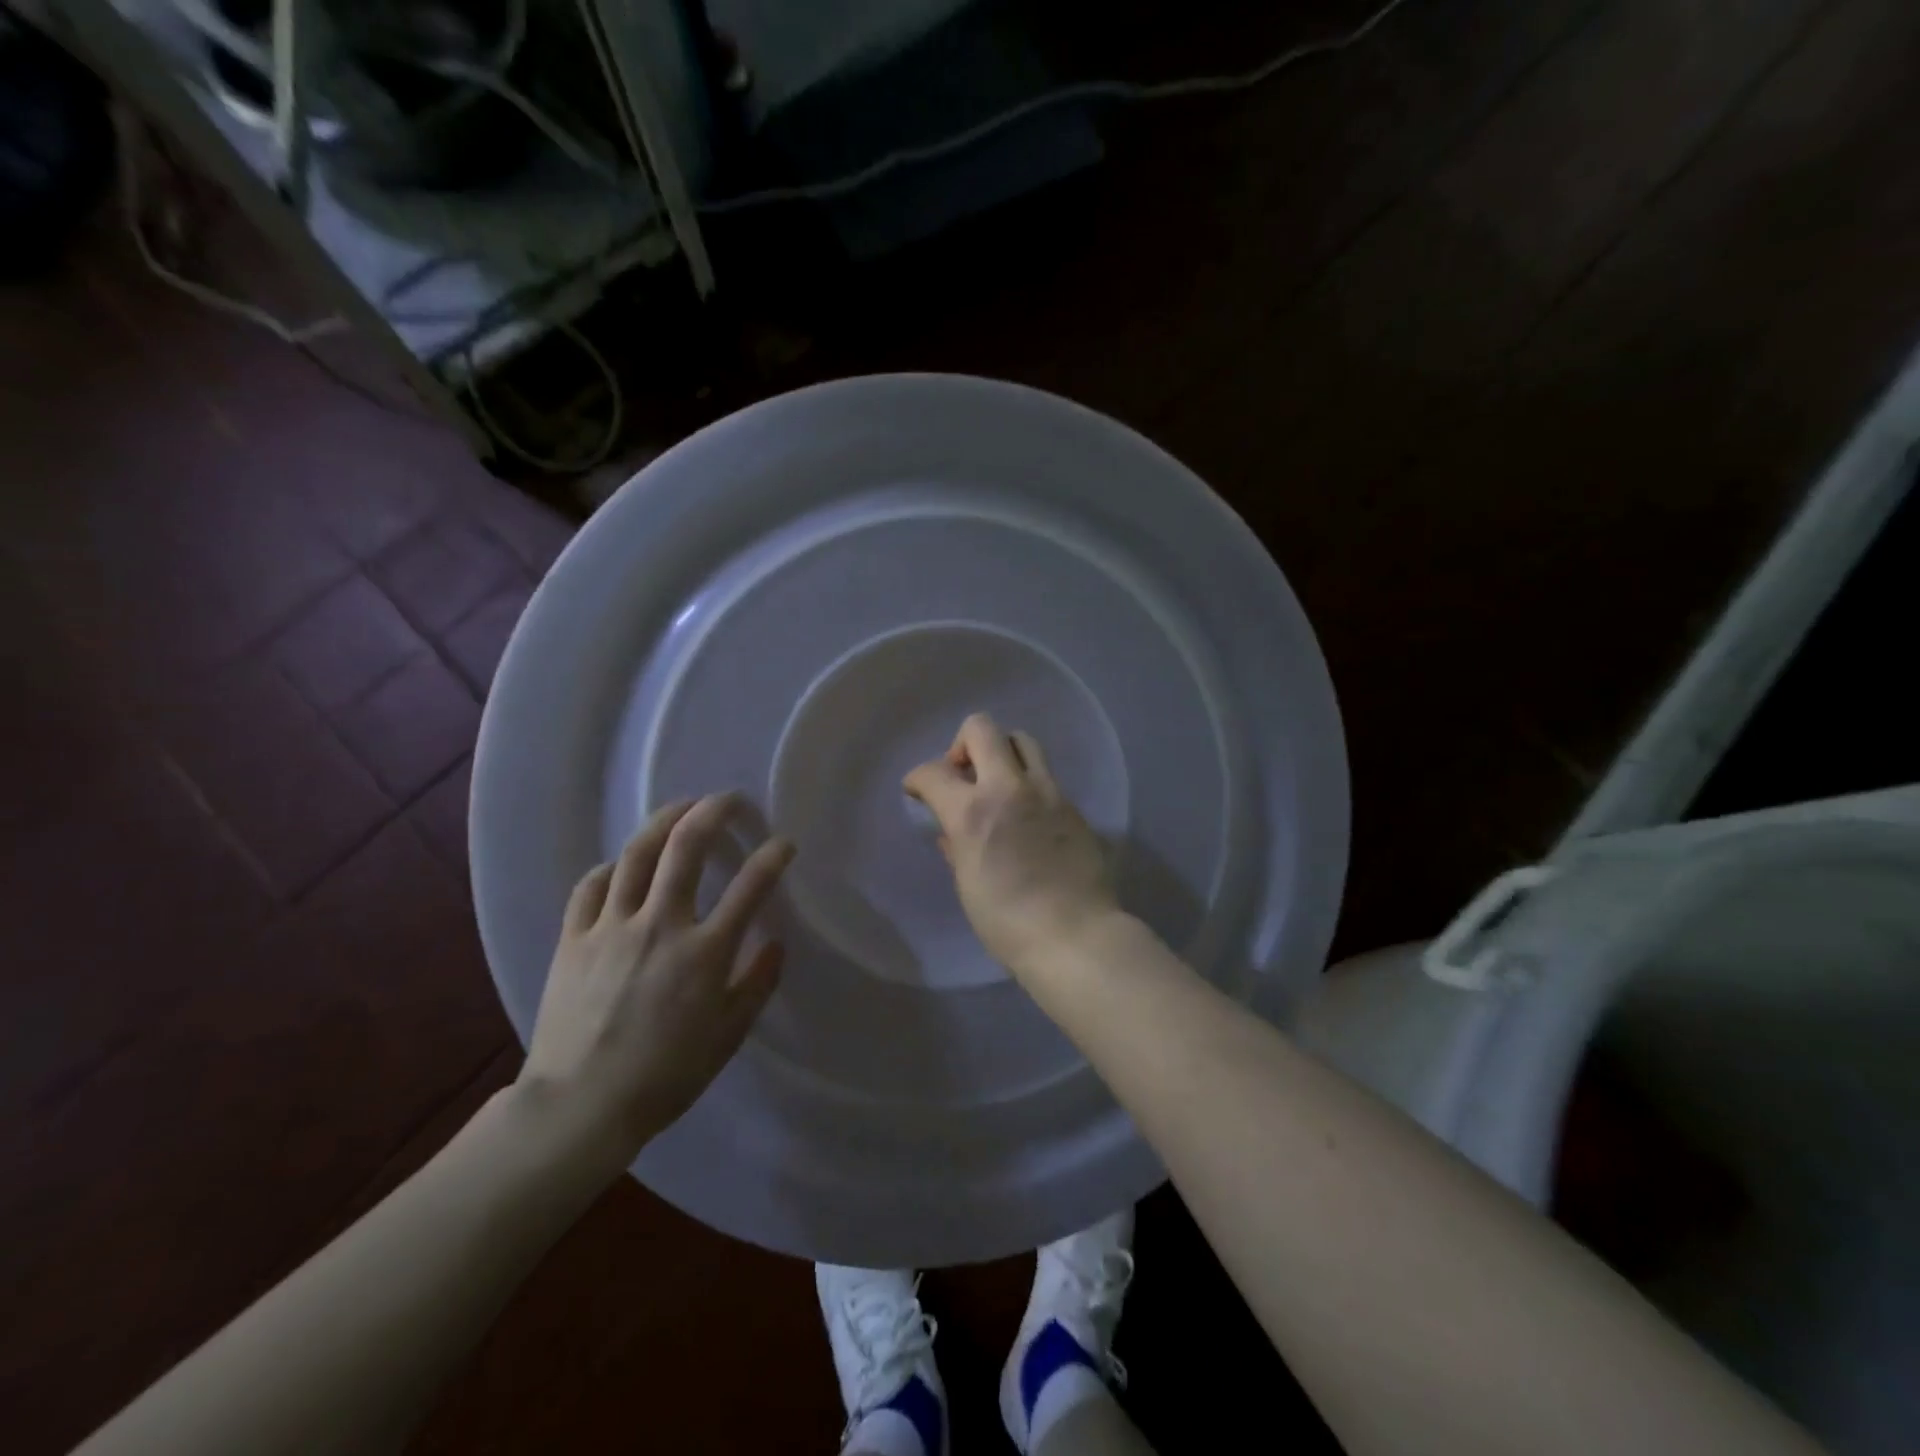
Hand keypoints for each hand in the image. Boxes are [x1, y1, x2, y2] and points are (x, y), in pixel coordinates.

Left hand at [518, 794, 794, 1171]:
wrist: (580, 1106)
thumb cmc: (665, 1076)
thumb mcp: (728, 1037)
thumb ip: (757, 983)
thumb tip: (776, 942)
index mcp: (705, 952)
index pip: (751, 886)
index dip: (773, 857)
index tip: (785, 843)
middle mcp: (660, 925)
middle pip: (687, 847)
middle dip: (714, 812)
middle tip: (729, 799)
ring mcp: (612, 927)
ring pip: (638, 853)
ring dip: (664, 820)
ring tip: (681, 807)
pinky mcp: (574, 938)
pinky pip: (592, 886)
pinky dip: (612, 867)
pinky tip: (623, 865)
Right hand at [903, 713, 1120, 977]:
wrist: (1075, 936)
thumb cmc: (1007, 922)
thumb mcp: (967, 885)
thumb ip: (957, 846)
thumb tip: (952, 832)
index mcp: (973, 811)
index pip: (933, 772)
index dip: (917, 779)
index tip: (917, 791)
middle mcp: (1010, 788)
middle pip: (981, 729)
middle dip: (961, 745)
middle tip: (962, 777)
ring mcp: (1047, 792)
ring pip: (1021, 740)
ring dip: (1001, 753)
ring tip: (997, 786)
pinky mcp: (1072, 805)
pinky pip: (1044, 776)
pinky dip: (1027, 784)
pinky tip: (1027, 816)